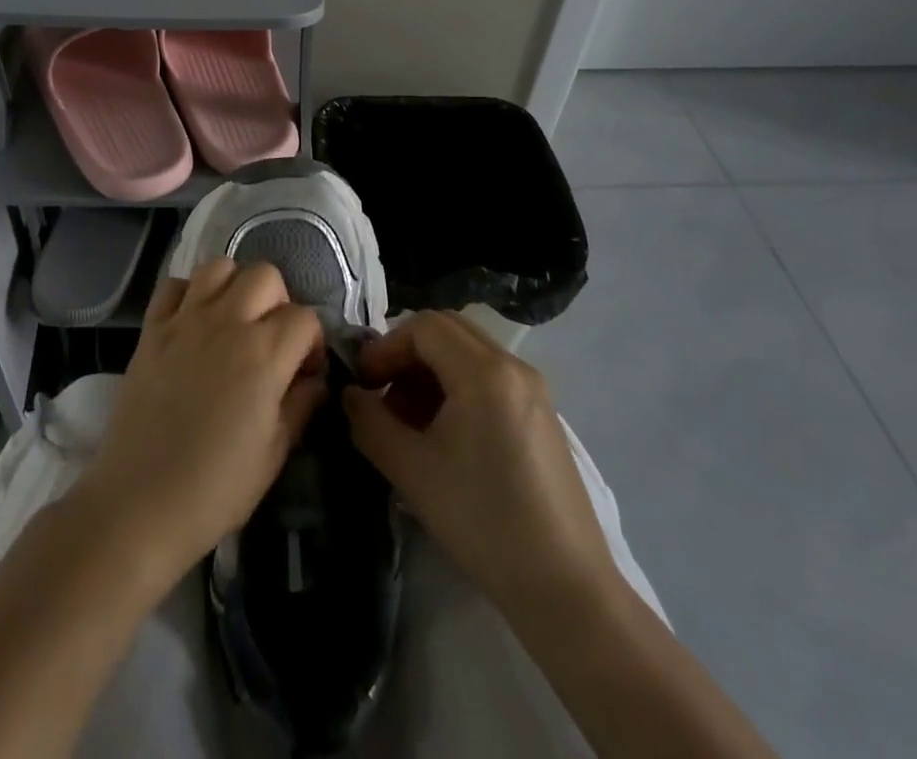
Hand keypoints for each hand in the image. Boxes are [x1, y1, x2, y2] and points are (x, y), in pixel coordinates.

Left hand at [75, 259, 326, 594]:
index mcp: (264, 354)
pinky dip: (188, 293)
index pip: (305, 318)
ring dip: (235, 286)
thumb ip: (300, 406)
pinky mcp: (151, 328)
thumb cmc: (215, 488)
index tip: (305, 372)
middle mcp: (227, 322)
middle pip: (266, 275)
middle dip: (279, 302)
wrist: (138, 502)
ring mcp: (184, 320)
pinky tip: (193, 322)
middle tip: (272, 340)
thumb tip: (315, 381)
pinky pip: (173, 285)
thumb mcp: (274, 455)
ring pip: (219, 267)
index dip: (313, 343)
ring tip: (234, 321)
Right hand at [342, 310, 620, 615]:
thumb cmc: (483, 522)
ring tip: (408, 421)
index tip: (364, 383)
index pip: (424, 326)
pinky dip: (458, 387)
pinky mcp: (543, 416)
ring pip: (469, 353)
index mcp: (485, 372)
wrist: (566, 591)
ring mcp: (534, 390)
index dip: (386, 347)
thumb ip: (370, 423)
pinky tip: (444, 435)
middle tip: (382, 393)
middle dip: (407, 354)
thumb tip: (350, 396)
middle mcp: (514, 367)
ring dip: (430, 372)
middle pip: (448, 331)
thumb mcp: (412, 471)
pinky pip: (490, 377)